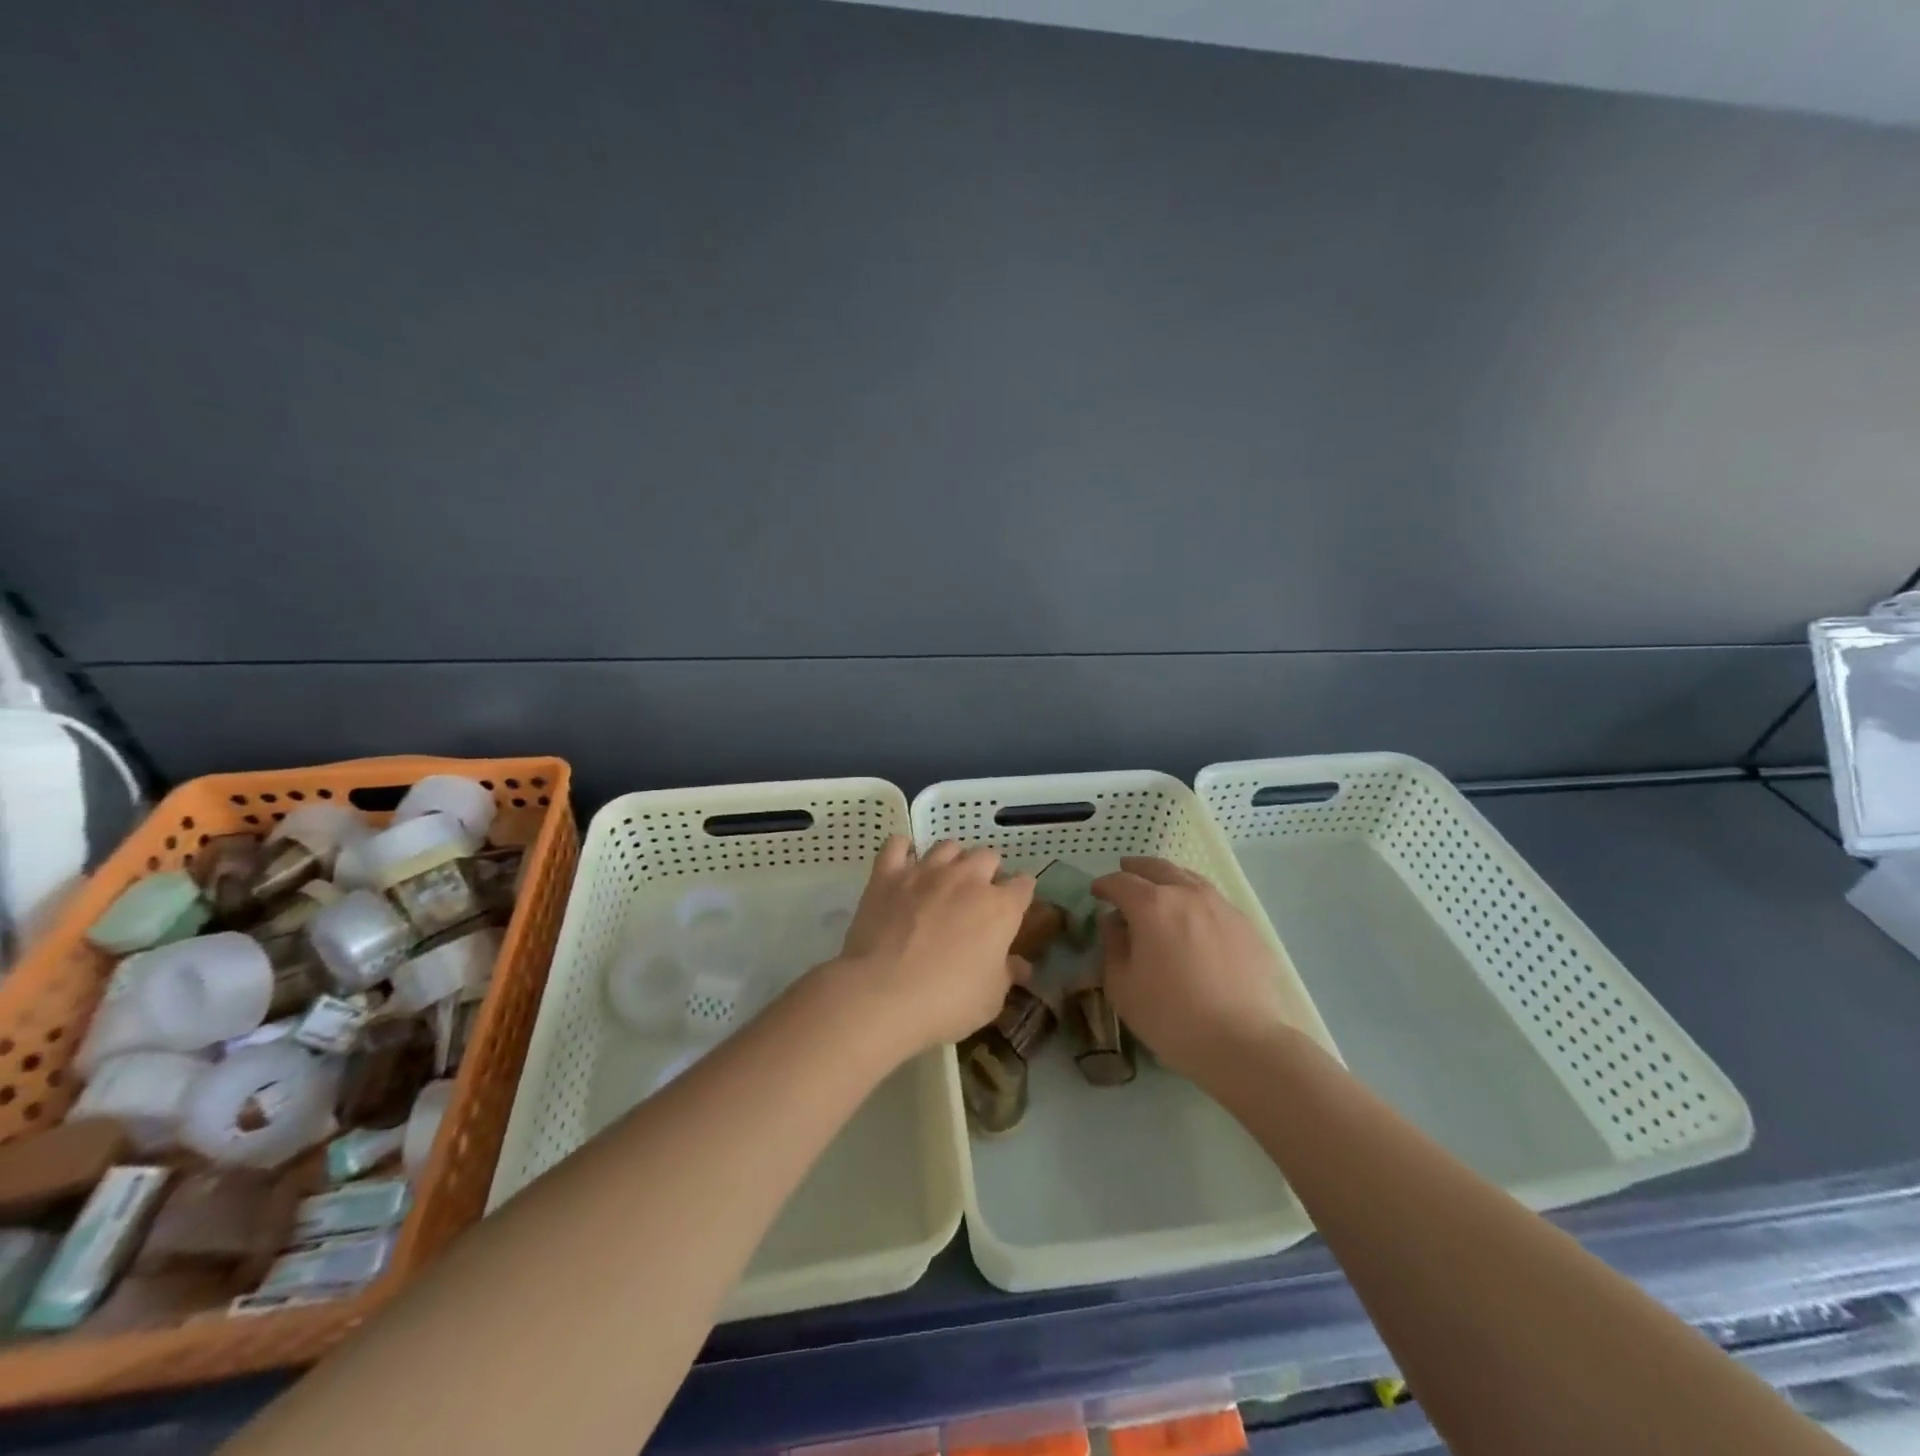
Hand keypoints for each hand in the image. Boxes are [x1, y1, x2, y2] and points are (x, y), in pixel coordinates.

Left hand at [833, 837, 1034, 1054]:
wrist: (882, 994)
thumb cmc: (947, 1001)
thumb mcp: (990, 999)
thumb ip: (1007, 974)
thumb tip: (1021, 966)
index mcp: (1000, 908)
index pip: (1024, 885)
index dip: (1020, 895)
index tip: (1015, 909)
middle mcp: (967, 879)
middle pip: (988, 856)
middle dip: (988, 872)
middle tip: (977, 898)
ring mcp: (925, 872)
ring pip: (948, 847)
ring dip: (952, 860)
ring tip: (943, 881)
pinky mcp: (888, 875)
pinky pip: (897, 845)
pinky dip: (903, 851)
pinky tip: (904, 865)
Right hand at [1093, 857, 1291, 1079]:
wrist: (1243, 1042)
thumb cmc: (1171, 1017)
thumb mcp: (1123, 987)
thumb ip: (1113, 946)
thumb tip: (1113, 922)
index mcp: (1151, 905)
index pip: (1120, 882)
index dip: (1104, 885)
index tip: (1096, 893)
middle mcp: (1187, 894)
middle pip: (1157, 868)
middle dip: (1136, 869)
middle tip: (1125, 874)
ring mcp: (1221, 906)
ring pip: (1189, 878)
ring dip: (1168, 877)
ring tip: (1160, 887)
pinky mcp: (1246, 925)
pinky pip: (1213, 899)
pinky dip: (1195, 898)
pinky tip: (1194, 917)